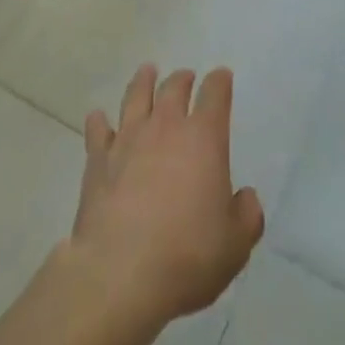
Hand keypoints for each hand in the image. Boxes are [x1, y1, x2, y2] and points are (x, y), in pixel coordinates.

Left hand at [68, 65, 264, 329]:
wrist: (120, 272)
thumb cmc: (186, 255)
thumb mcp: (234, 245)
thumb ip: (247, 216)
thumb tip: (246, 198)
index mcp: (204, 137)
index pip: (215, 93)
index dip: (220, 82)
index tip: (222, 77)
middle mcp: (166, 126)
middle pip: (174, 87)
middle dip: (183, 78)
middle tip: (185, 77)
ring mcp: (128, 138)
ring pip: (136, 95)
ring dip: (143, 81)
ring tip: (147, 72)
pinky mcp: (98, 159)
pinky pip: (97, 130)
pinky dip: (99, 121)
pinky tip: (98, 118)